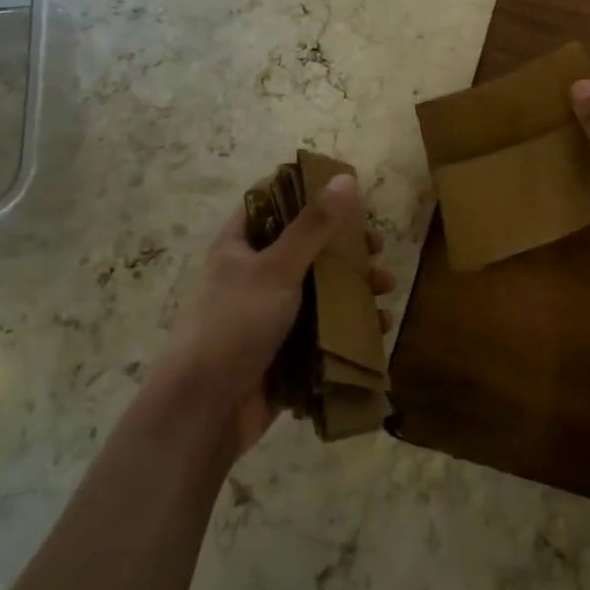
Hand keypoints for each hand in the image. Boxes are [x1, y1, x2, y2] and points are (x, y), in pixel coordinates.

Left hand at [167, 174, 394, 459]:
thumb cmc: (235, 324)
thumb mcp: (277, 268)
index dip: (308, 192)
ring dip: (355, 287)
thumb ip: (313, 225)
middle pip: (307, 247)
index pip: (273, 202)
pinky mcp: (286, 351)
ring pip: (320, 290)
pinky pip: (324, 330)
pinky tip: (378, 327)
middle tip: (376, 247)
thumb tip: (345, 178)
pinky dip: (351, 327)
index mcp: (241, 245)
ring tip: (385, 289)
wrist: (204, 411)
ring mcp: (270, 315)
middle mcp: (254, 275)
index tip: (347, 193)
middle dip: (345, 247)